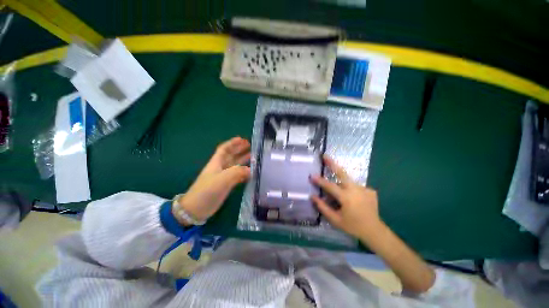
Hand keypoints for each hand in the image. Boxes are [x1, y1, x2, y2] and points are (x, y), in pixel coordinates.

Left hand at [175, 137, 250, 224]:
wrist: (196, 209)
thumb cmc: (207, 190)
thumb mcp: (222, 179)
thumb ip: (237, 172)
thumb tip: (251, 170)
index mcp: (216, 163)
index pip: (224, 149)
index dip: (232, 143)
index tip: (242, 139)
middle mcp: (220, 168)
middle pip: (231, 155)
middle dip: (239, 149)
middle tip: (250, 146)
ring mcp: (223, 177)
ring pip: (235, 165)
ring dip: (243, 160)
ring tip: (253, 157)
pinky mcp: (226, 185)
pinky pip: (237, 175)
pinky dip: (244, 172)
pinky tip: (250, 172)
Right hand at [310, 155, 382, 238]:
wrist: (375, 231)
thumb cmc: (353, 226)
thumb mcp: (335, 219)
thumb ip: (323, 207)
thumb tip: (313, 196)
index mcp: (346, 197)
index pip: (330, 186)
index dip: (320, 180)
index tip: (312, 175)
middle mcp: (356, 190)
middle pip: (342, 173)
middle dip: (333, 163)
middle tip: (325, 156)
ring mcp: (364, 189)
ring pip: (348, 181)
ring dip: (341, 183)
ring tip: (340, 196)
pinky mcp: (370, 190)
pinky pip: (355, 187)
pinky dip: (350, 190)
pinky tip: (353, 201)